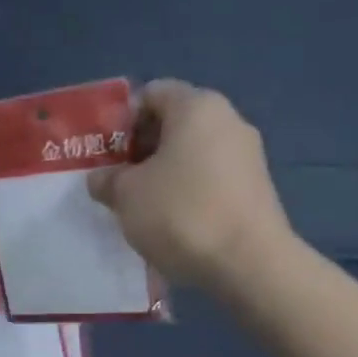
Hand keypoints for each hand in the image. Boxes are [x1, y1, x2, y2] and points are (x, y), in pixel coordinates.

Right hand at [87, 81, 295, 297]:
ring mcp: (246, 154)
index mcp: (196, 107)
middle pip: (173, 122)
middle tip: (116, 179)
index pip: (152, 93)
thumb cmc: (180, 213)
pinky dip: (186, 190)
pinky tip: (169, 220)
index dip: (122, 119)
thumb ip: (107, 179)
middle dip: (140, 147)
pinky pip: (209, 176)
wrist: (247, 263)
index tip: (106, 152)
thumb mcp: (126, 194)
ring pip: (191, 152)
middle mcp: (228, 120)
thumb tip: (102, 178)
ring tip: (139, 204)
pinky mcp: (254, 187)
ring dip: (162, 171)